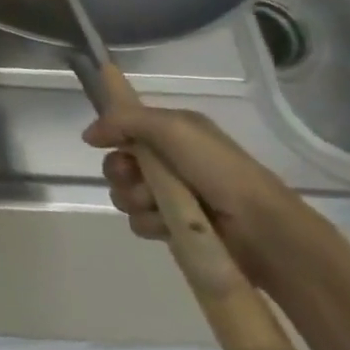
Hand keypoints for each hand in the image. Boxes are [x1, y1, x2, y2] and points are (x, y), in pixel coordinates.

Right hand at [83, 104, 310, 285]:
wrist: (262, 228)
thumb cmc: (218, 170)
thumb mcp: (172, 128)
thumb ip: (124, 121)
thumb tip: (88, 136)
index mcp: (174, 133)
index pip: (126, 128)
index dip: (113, 135)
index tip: (104, 142)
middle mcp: (170, 162)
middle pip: (118, 163)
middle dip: (119, 171)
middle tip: (134, 177)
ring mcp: (172, 196)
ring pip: (124, 194)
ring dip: (135, 199)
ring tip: (158, 205)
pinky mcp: (174, 227)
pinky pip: (138, 222)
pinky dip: (150, 222)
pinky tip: (167, 225)